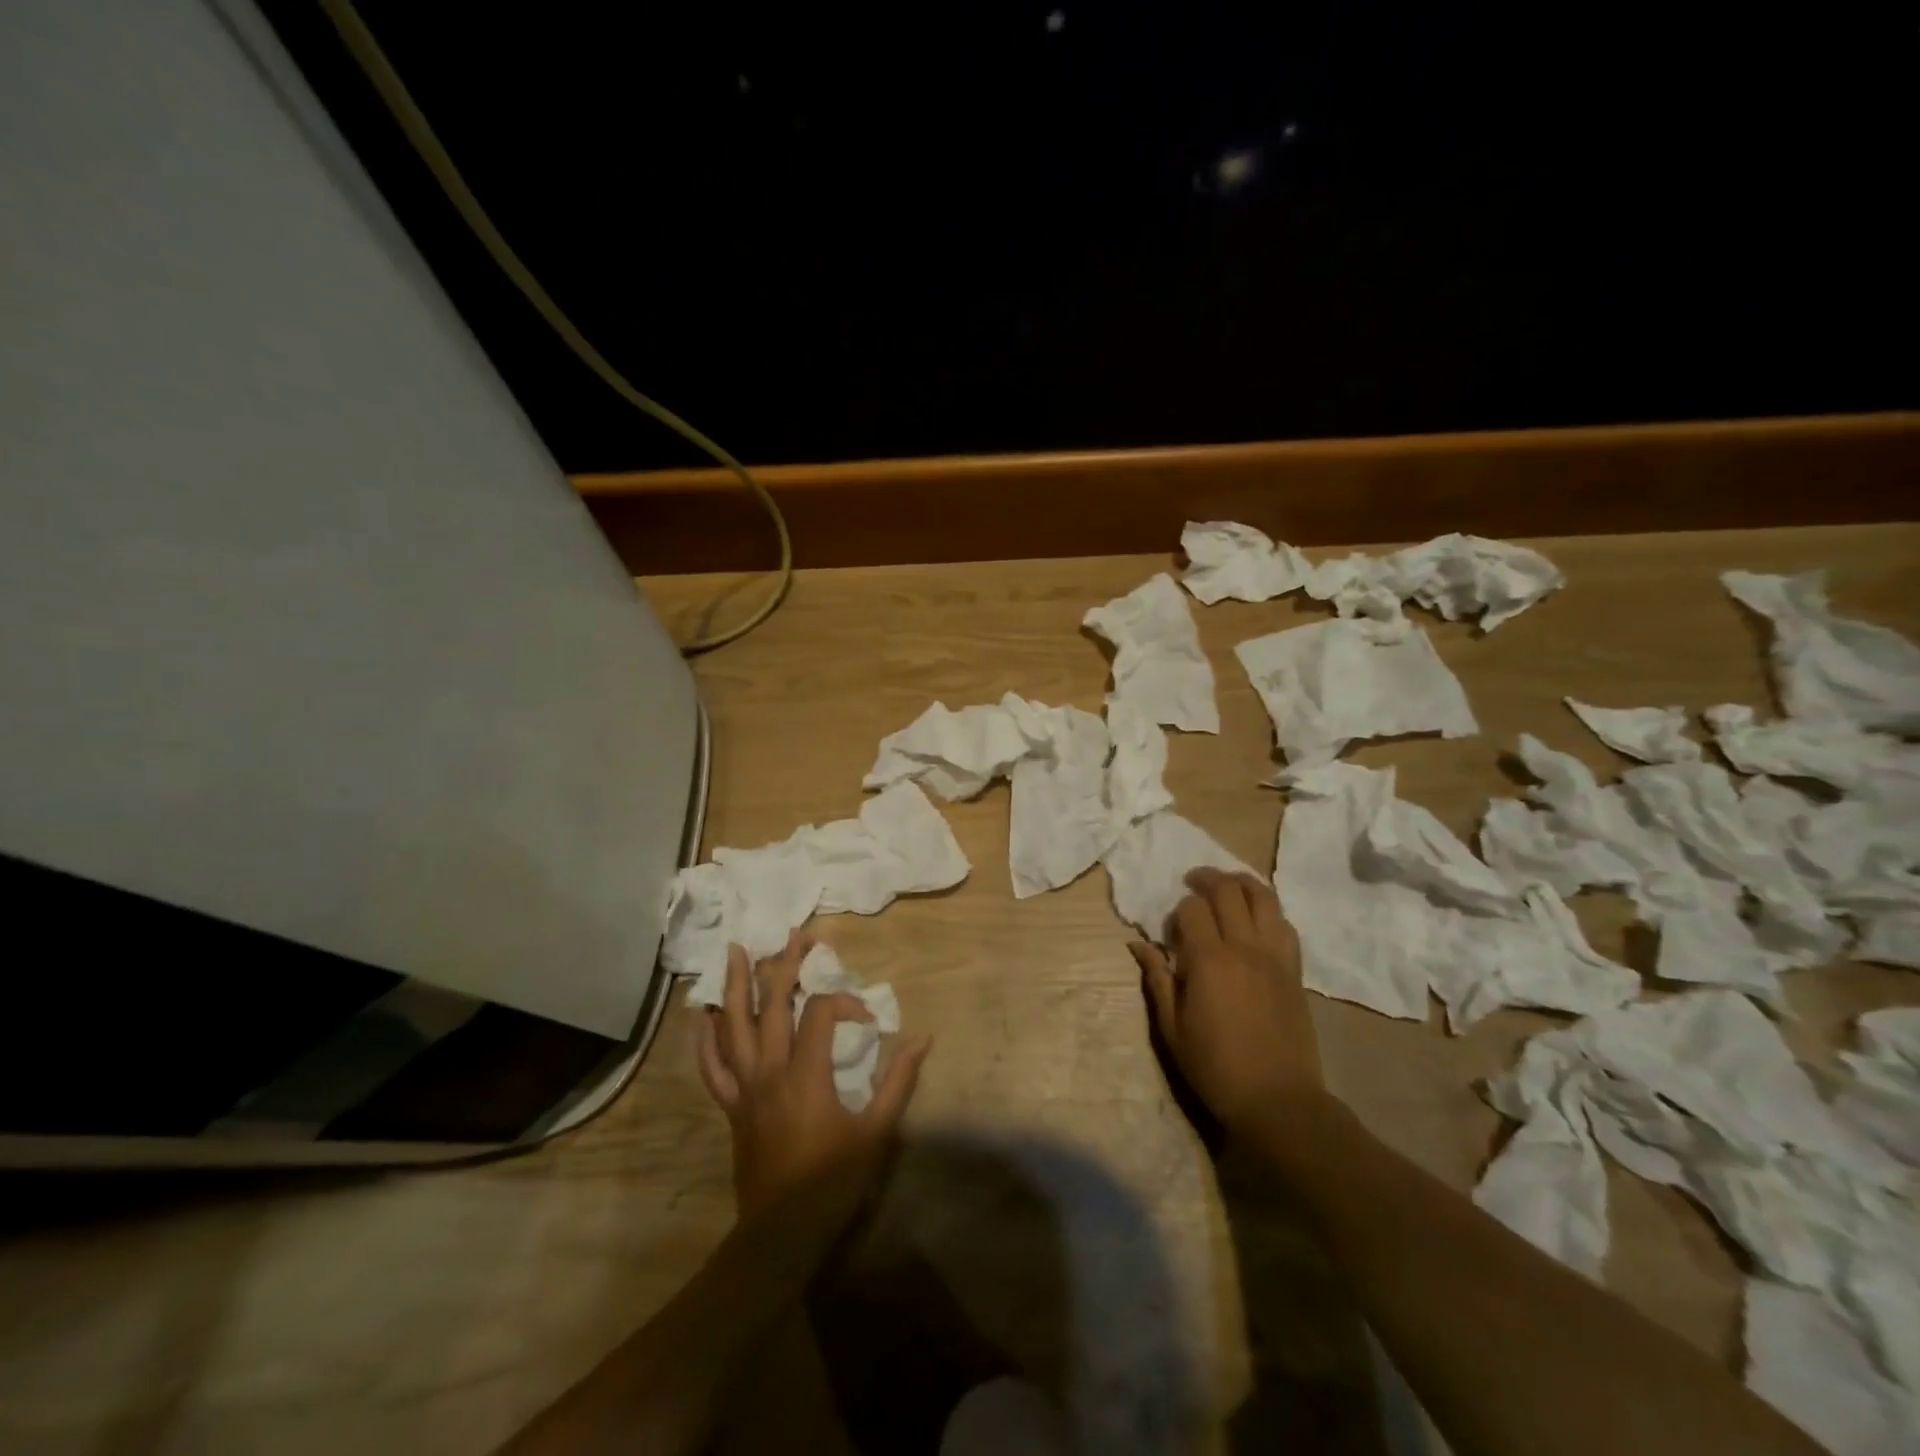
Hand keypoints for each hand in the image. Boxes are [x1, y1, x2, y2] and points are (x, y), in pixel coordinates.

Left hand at [697, 929, 930, 1219]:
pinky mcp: (731, 1107)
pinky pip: (711, 1068)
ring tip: (736, 950)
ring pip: (733, 1027)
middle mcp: (769, 1071)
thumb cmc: (832, 1182)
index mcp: (806, 1074)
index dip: (845, 1003)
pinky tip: (702, 1015)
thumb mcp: (876, 1133)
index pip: (821, 1014)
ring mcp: (745, 1088)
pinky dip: (705, 1039)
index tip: (867, 1018)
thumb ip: (899, 1082)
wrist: (781, 1235)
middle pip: (773, 1006)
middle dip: (785, 966)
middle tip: (794, 934)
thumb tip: (922, 1039)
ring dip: (736, 986)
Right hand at [1130, 868, 1322, 1136]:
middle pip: (1229, 891)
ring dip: (1242, 883)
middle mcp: (1245, 948)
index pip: (1193, 908)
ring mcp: (1275, 956)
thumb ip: (1157, 979)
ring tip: (1227, 885)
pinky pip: (1284, 924)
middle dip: (1208, 879)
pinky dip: (1268, 911)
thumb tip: (1138, 944)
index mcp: (1209, 961)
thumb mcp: (1172, 1028)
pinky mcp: (1295, 970)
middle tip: (1193, 882)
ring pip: (1264, 897)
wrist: (1278, 1100)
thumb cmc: (1215, 1067)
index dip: (1178, 910)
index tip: (1171, 930)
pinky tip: (1256, 919)